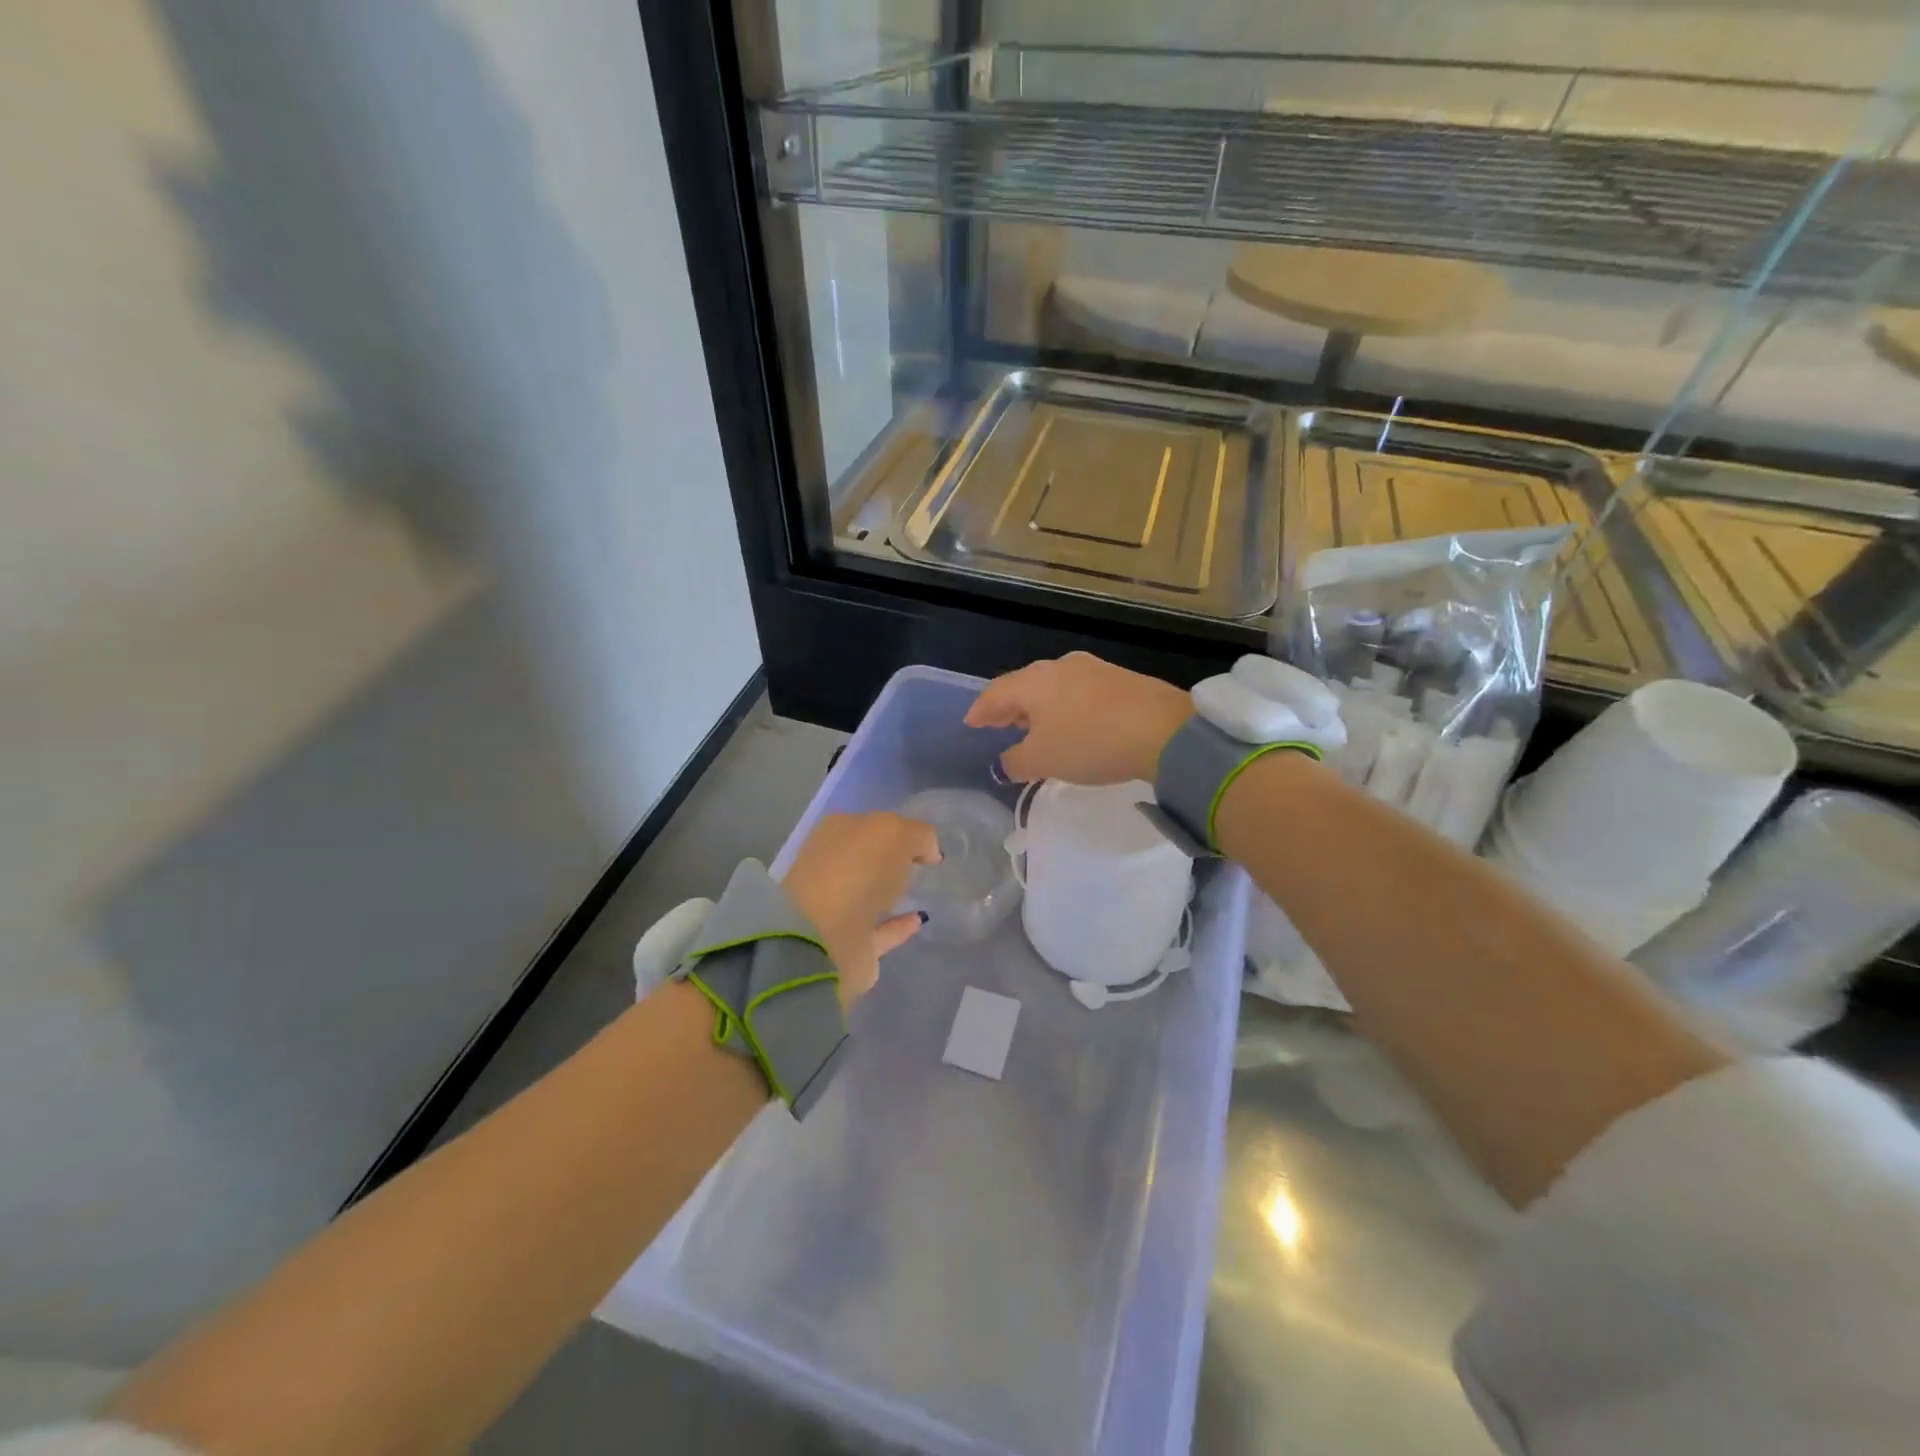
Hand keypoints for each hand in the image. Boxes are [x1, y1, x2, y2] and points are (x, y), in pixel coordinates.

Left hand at [780, 812, 940, 1007]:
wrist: (823, 939)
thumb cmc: (857, 871)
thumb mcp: (896, 833)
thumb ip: (918, 835)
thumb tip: (927, 850)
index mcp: (834, 833)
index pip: (868, 825)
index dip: (895, 829)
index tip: (923, 842)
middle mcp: (831, 867)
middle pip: (865, 859)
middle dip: (888, 860)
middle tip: (921, 865)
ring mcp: (835, 908)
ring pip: (868, 895)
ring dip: (890, 894)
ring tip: (922, 891)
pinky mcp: (846, 945)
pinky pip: (878, 930)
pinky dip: (897, 926)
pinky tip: (920, 919)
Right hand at [965, 652, 1193, 785]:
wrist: (1164, 730)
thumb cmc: (1091, 743)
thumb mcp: (1045, 761)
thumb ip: (1017, 761)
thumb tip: (1005, 762)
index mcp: (1033, 682)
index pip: (995, 693)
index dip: (980, 710)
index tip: (971, 723)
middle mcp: (1059, 667)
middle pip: (1024, 685)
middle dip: (1010, 707)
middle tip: (999, 725)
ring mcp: (1093, 669)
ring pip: (1053, 687)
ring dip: (1039, 707)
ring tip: (1034, 727)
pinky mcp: (1120, 679)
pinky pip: (1079, 692)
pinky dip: (1066, 707)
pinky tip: (1072, 724)